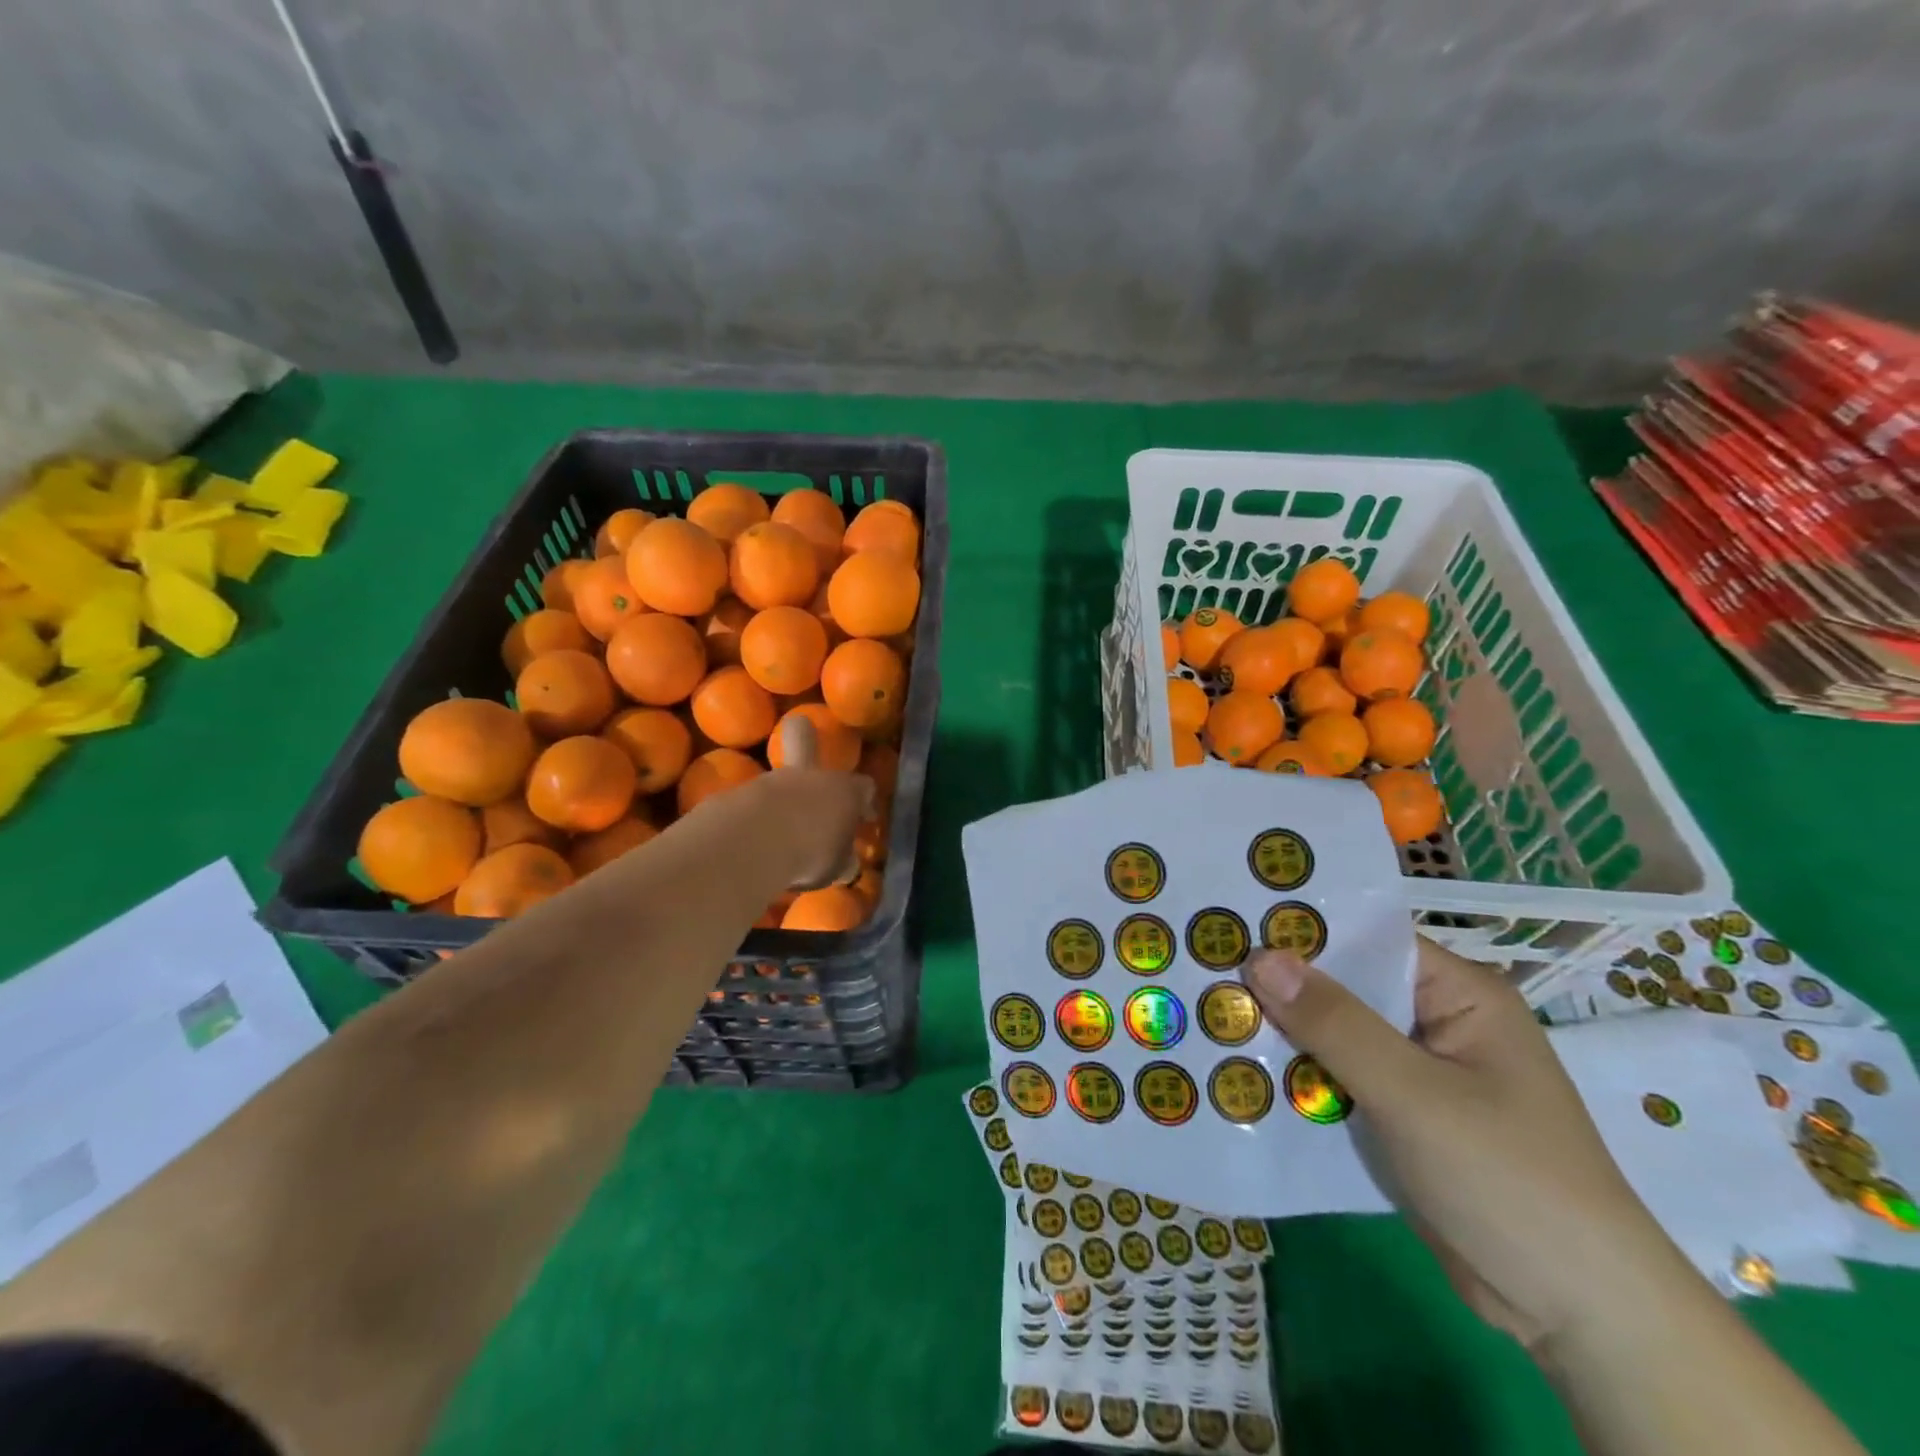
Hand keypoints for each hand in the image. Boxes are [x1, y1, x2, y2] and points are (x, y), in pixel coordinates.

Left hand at [752, 712, 874, 889]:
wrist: (755, 842)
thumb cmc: (811, 853)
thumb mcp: (836, 866)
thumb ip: (841, 858)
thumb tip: (844, 860)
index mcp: (845, 792)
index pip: (864, 787)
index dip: (864, 800)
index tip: (862, 816)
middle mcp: (812, 777)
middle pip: (807, 742)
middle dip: (805, 735)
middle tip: (801, 728)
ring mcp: (772, 780)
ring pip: (780, 778)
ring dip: (782, 794)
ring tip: (781, 827)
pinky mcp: (740, 793)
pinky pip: (753, 801)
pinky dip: (756, 814)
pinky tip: (755, 838)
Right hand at [1242, 938, 1681, 1353]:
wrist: (1578, 1317)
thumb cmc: (1508, 1180)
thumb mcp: (1413, 1095)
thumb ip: (1335, 1024)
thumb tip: (1260, 957)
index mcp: (1458, 995)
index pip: (1366, 941)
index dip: (1301, 932)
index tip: (1231, 925)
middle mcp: (1437, 1022)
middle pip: (1344, 987)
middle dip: (1279, 986)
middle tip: (1201, 969)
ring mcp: (1418, 1072)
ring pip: (1335, 1035)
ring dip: (1282, 1034)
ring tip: (1203, 1013)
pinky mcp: (1401, 1117)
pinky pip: (1338, 1078)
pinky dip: (1298, 1077)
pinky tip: (1239, 1070)